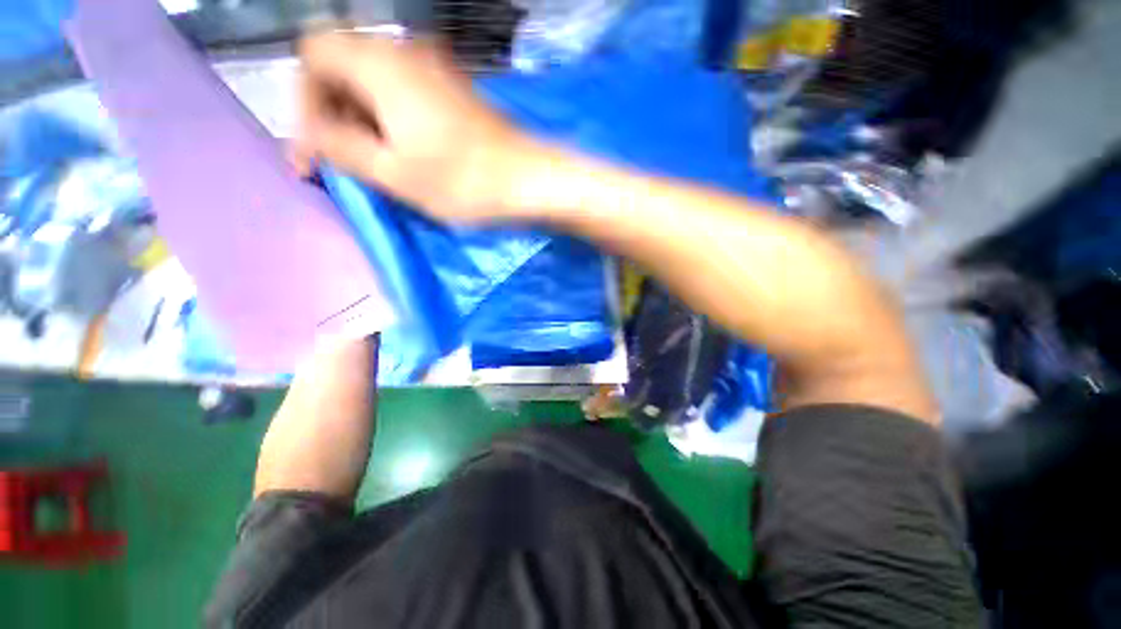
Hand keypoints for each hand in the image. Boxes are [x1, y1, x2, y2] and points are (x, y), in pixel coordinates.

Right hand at [297, 32, 543, 221]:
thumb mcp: (394, 173)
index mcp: (381, 63)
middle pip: (345, 67)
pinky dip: (392, 121)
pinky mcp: (455, 93)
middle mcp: (405, 53)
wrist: (529, 181)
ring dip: (362, 120)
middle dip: (332, 114)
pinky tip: (402, 151)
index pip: (314, 54)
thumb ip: (340, 148)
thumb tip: (310, 136)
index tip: (317, 147)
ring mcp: (435, 71)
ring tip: (370, 163)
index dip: (304, 100)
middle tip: (339, 161)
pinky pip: (406, 95)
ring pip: (376, 84)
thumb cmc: (464, 182)